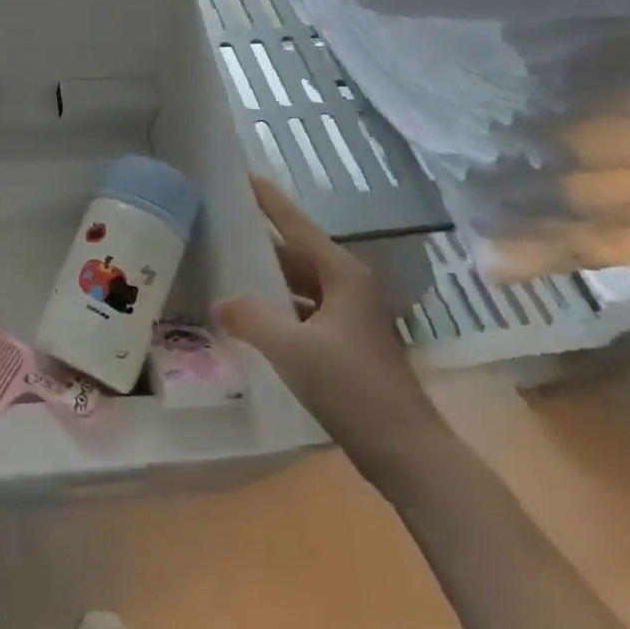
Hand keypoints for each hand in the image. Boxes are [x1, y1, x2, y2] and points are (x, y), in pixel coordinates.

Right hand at [216, 173, 450, 491]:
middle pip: (296, 253)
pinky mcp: (347, 344)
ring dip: (268, 278)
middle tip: (220, 226)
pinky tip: (252, 318)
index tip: (241, 174)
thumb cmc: (353, 389)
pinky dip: (279, 308)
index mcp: (343, 275)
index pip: (296, 224)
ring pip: (300, 284)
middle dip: (260, 241)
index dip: (268, 199)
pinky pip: (304, 311)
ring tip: (227, 268)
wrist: (409, 454)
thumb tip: (221, 302)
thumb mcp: (293, 350)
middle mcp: (349, 287)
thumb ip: (252, 319)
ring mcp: (350, 317)